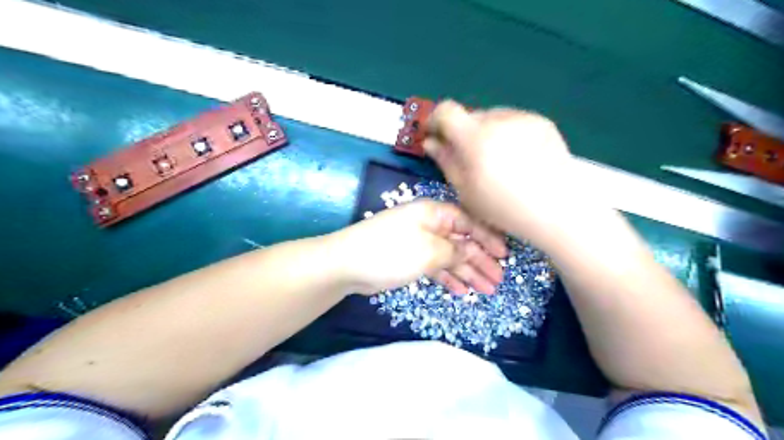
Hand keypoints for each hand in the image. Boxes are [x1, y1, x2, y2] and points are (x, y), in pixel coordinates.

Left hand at [327, 199, 504, 295]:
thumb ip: (454, 252)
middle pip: (461, 242)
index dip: (488, 239)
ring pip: (450, 257)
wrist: (348, 264)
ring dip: (468, 273)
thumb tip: (470, 253)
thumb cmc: (391, 251)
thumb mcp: (429, 251)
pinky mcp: (410, 259)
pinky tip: (462, 291)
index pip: (469, 222)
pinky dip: (449, 278)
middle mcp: (429, 225)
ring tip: (487, 289)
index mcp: (434, 213)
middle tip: (499, 279)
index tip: (505, 255)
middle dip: (481, 261)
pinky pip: (436, 267)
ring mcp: (419, 243)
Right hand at [426, 101, 597, 248]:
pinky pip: (514, 121)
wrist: (555, 209)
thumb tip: (431, 142)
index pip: (445, 110)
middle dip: (463, 132)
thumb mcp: (465, 190)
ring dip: (486, 132)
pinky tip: (517, 157)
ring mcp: (522, 118)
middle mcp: (498, 119)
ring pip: (492, 117)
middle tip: (469, 156)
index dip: (435, 120)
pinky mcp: (541, 122)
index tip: (436, 134)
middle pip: (469, 115)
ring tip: (496, 159)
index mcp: (474, 137)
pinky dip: (507, 133)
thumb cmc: (503, 207)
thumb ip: (445, 161)